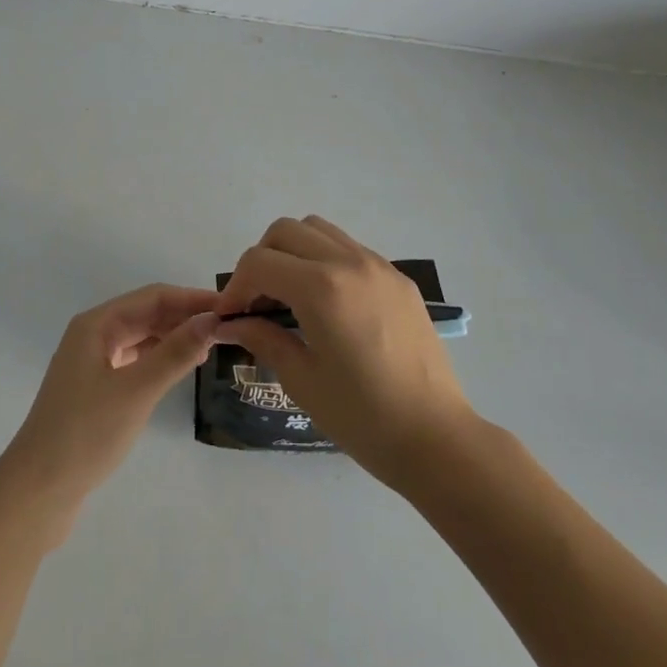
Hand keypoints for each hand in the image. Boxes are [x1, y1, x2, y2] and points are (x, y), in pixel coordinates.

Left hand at [1, 285, 221, 511]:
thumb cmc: (86, 433)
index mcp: (96, 325)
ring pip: (141, 338)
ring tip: (209, 348)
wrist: (37, 492)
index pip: (153, 297)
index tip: (228, 307)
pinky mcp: (95, 389)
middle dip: (184, 317)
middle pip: (146, 314)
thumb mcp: (137, 391)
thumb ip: (175, 353)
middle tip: (225, 329)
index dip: (191, 298)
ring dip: (172, 338)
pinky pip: (134, 361)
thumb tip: (212, 320)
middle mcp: (92, 335)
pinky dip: (158, 360)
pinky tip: (179, 369)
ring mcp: (92, 362)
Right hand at [214, 216, 476, 487]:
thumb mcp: (302, 380)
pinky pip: (349, 248)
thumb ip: (263, 338)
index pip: (259, 262)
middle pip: (285, 231)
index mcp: (321, 288)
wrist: (436, 437)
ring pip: (319, 229)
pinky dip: (325, 259)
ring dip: (293, 252)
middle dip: (261, 260)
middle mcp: (349, 262)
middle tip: (258, 302)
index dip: (235, 286)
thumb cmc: (363, 417)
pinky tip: (327, 303)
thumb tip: (230, 323)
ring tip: (290, 295)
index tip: (231, 316)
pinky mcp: (398, 277)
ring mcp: (378, 265)